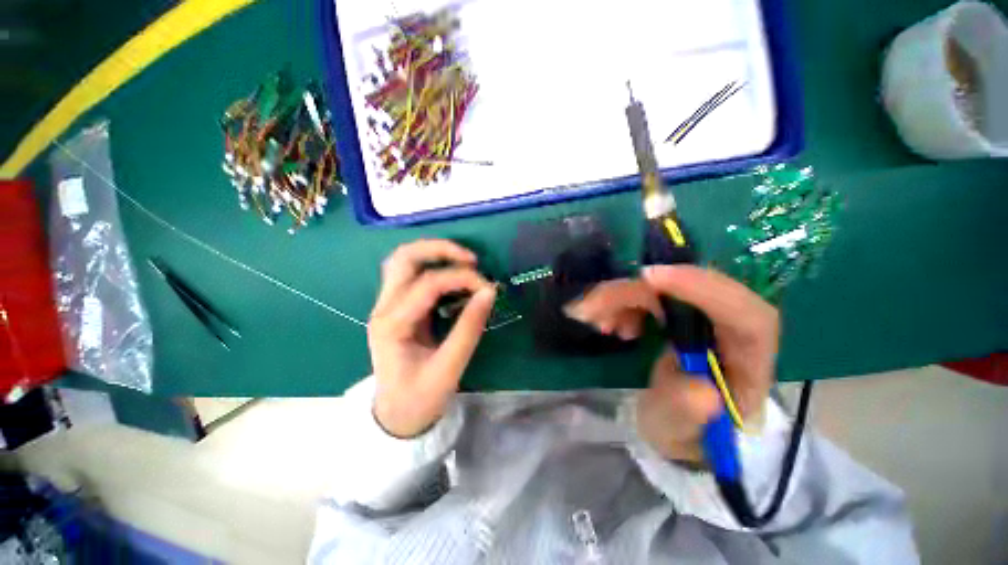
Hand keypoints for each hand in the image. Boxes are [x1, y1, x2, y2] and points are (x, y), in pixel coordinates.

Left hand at [368, 240, 496, 437]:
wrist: (395, 416)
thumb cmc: (420, 398)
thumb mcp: (449, 368)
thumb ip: (469, 328)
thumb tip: (489, 292)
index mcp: (392, 325)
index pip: (428, 284)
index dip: (462, 278)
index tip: (488, 287)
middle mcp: (384, 308)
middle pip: (403, 258)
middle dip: (440, 249)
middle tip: (471, 260)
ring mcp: (386, 305)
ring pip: (403, 260)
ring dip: (433, 253)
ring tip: (463, 262)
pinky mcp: (396, 307)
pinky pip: (410, 273)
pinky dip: (432, 265)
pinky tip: (452, 275)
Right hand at [566, 266, 777, 462]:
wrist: (678, 425)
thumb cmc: (682, 432)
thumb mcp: (676, 432)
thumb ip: (685, 415)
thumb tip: (702, 390)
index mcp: (749, 367)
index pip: (747, 317)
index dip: (702, 289)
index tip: (647, 279)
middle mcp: (732, 333)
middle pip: (696, 289)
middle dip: (639, 292)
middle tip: (595, 305)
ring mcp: (706, 318)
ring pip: (668, 288)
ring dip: (623, 297)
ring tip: (596, 321)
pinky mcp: (683, 313)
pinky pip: (652, 294)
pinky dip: (623, 301)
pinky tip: (609, 324)